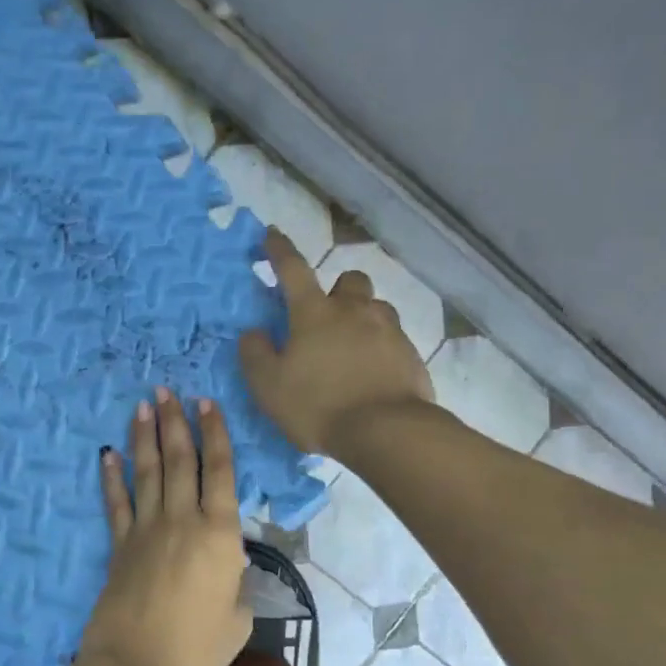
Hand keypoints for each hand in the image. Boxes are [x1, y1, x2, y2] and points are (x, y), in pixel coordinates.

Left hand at [77, 389, 252, 665]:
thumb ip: (238, 584)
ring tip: (144, 405)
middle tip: (168, 390)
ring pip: (149, 472)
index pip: (220, 471)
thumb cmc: (198, 648)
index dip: (215, 434)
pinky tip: (107, 454)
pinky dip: (111, 477)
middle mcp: (182, 520)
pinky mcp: (118, 547)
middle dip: (175, 422)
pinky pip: (115, 503)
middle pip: (181, 461)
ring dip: (146, 437)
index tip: (206, 403)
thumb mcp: (239, 618)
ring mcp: (146, 530)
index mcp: (220, 533)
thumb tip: (230, 567)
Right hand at [239, 228, 433, 456]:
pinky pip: (395, 340)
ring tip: (354, 347)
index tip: (272, 234)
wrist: (386, 431)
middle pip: (351, 280)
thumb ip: (256, 355)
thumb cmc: (319, 406)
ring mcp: (389, 330)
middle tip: (328, 316)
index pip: (293, 269)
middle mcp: (355, 311)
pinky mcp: (412, 355)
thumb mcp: (270, 387)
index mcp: (315, 313)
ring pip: (377, 307)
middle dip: (339, 289)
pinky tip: (376, 374)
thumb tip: (253, 332)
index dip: (280, 250)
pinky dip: (383, 348)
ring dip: (364, 318)